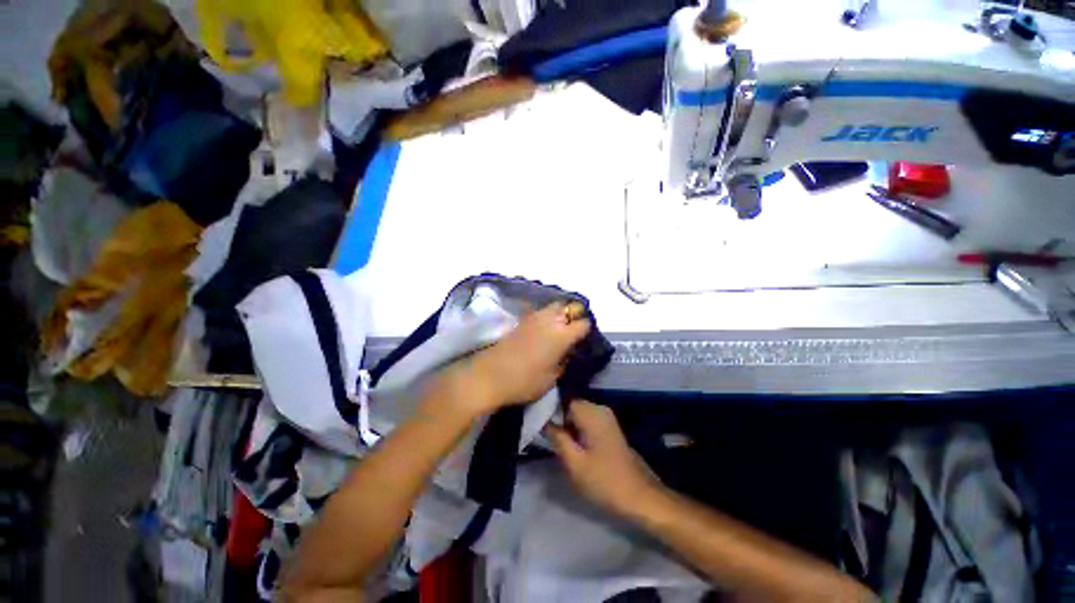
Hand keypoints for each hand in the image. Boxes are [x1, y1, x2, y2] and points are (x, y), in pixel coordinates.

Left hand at [429, 302, 590, 416]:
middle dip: (574, 314)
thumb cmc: (524, 381)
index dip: (586, 329)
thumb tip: (568, 352)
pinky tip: (544, 329)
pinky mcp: (521, 320)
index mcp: (561, 335)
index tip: (585, 338)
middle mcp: (549, 320)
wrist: (489, 375)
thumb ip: (564, 362)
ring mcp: (534, 317)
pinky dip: (547, 316)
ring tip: (560, 327)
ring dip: (560, 313)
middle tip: (573, 329)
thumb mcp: (551, 378)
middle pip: (568, 306)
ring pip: (554, 306)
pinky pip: (540, 311)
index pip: (583, 323)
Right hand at [547, 401, 664, 518]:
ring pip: (578, 416)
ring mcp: (607, 418)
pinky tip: (574, 449)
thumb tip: (544, 421)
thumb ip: (557, 438)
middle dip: (559, 421)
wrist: (640, 497)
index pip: (563, 400)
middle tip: (549, 440)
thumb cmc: (605, 480)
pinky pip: (587, 422)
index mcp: (592, 412)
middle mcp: (600, 409)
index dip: (550, 412)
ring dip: (568, 428)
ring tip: (559, 446)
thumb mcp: (574, 463)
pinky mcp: (610, 429)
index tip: (540, 426)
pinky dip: (578, 432)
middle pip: (571, 407)